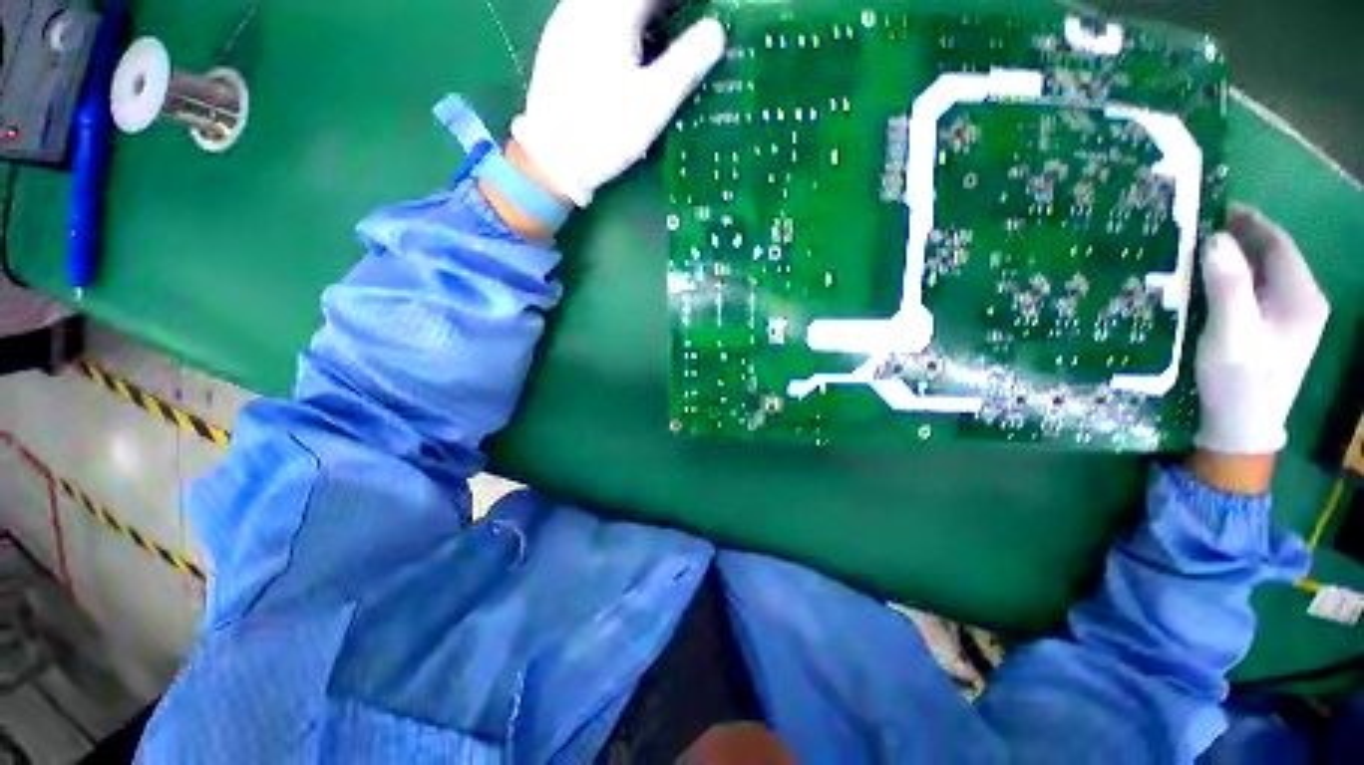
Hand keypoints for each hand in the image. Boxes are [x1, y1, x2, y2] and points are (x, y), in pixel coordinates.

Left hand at [510, 0, 726, 206]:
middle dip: (660, 8)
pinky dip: (618, 24)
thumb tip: (717, 31)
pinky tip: (626, 51)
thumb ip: (686, 64)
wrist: (552, 160)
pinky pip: (592, 17)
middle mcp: (584, 7)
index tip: (700, 15)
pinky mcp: (558, 46)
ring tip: (660, 36)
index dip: (678, 2)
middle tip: (683, 23)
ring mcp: (566, 24)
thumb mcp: (653, 103)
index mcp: (611, 14)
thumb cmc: (606, 132)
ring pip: (608, 6)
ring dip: (639, 15)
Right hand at [1193, 205, 1329, 466]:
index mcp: (1301, 297)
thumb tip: (1214, 238)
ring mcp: (1289, 317)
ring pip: (1262, 273)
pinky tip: (1210, 283)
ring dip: (1233, 259)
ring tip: (1198, 253)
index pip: (1278, 244)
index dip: (1248, 222)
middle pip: (1272, 256)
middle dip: (1239, 238)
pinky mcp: (1273, 329)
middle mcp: (1302, 300)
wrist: (1241, 429)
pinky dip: (1233, 279)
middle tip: (1197, 230)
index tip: (1211, 209)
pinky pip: (1255, 291)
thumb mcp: (1232, 334)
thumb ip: (1229, 285)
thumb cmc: (1240, 381)